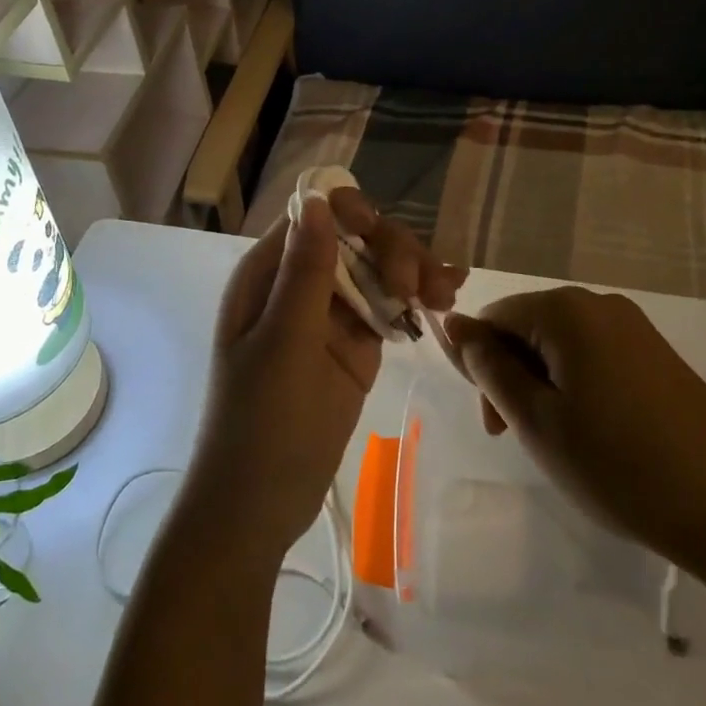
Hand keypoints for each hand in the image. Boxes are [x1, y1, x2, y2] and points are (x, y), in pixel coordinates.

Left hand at [182, 191, 462, 569]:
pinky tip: (446, 300)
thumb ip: (304, 273)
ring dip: (413, 271)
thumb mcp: (283, 344)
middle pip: (354, 238)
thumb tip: (317, 199)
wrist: (260, 505)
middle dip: (392, 250)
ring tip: (445, 296)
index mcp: (266, 274)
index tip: (383, 238)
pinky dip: (416, 300)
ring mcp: (329, 315)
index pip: (313, 215)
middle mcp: (298, 284)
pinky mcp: (355, 345)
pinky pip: (388, 308)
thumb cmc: (260, 423)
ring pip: (377, 270)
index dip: (352, 213)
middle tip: (421, 288)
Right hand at [445, 289, 705, 584]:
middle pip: (527, 328)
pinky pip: (596, 359)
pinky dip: (578, 391)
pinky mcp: (659, 358)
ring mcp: (636, 329)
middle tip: (521, 440)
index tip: (495, 423)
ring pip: (561, 347)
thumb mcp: (535, 420)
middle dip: (511, 378)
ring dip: (543, 388)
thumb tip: (453, 323)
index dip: (479, 366)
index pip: (493, 318)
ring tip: (561, 445)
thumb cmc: (619, 465)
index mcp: (565, 310)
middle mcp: (600, 305)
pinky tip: (597, 437)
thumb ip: (488, 368)